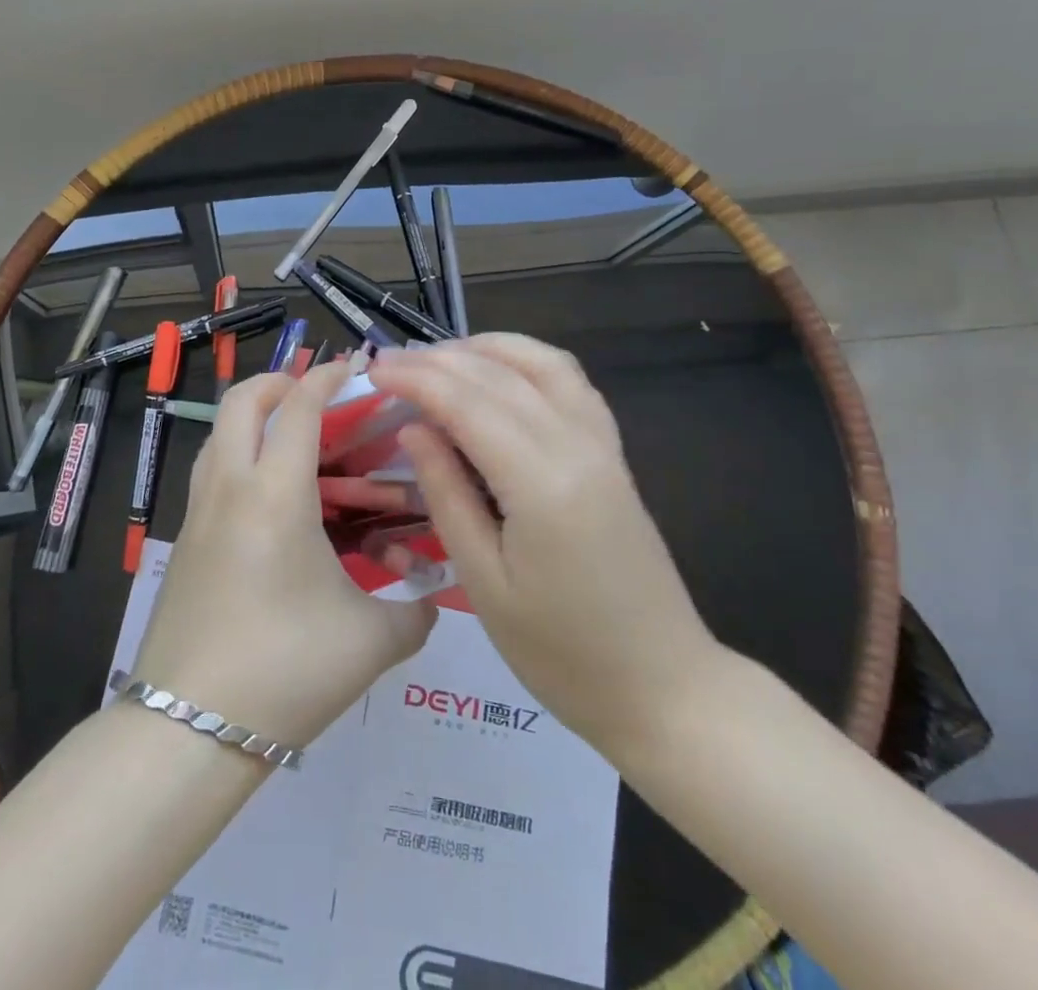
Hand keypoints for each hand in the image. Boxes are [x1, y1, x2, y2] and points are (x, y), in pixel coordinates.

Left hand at [129, 361, 437, 747]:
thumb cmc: (286, 669)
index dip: (326, 377)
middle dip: (279, 383)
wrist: (189, 727)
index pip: (299, 407)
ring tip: (296, 442)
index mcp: (276, 493)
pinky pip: (211, 472)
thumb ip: (414, 610)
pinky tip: (272, 499)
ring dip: (254, 418)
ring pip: (219, 434)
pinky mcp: (184, 541)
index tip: (354, 367)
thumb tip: (430, 594)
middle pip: (241, 401)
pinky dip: (239, 457)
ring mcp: (198, 512)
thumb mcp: (372, 641)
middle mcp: (230, 486)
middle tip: (318, 398)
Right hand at [368, 335, 720, 759]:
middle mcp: (576, 446)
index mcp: (541, 483)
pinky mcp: (612, 454)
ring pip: (541, 363)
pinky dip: (527, 362)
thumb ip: (446, 494)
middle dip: (437, 360)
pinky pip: (570, 383)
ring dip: (485, 348)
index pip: (466, 402)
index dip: (415, 378)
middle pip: (498, 375)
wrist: (664, 688)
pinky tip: (498, 373)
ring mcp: (602, 445)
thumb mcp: (483, 582)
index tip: (373, 369)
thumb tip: (413, 428)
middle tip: (389, 364)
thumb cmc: (561, 653)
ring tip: (437, 358)